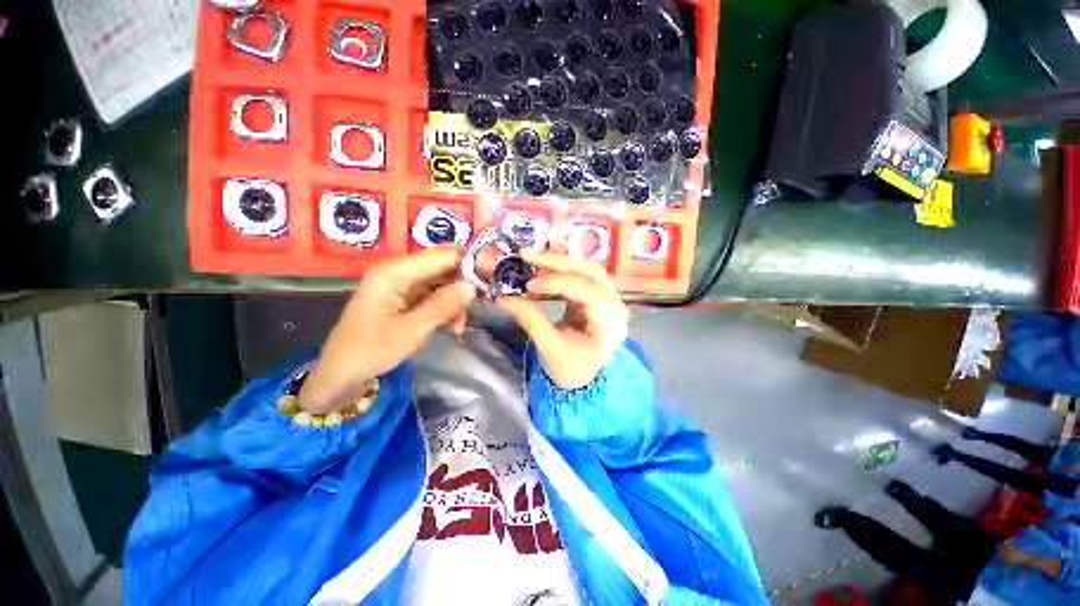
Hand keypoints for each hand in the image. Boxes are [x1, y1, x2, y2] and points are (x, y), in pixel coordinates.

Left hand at [299, 247, 474, 413]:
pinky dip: (445, 307)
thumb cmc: (371, 351)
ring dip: (455, 299)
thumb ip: (443, 305)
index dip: (468, 262)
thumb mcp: (411, 330)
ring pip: (441, 281)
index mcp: (395, 272)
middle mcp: (399, 271)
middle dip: (464, 283)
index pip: (441, 255)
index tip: (491, 278)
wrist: (341, 374)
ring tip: (461, 324)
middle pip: (443, 266)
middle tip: (481, 303)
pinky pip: (433, 294)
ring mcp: (401, 284)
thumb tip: (472, 285)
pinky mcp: (404, 297)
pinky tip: (452, 325)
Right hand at [497, 251, 628, 389]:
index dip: (556, 282)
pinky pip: (582, 273)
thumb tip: (503, 297)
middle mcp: (615, 305)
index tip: (528, 285)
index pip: (587, 291)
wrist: (584, 376)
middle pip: (589, 272)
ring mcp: (609, 297)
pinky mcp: (598, 294)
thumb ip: (530, 320)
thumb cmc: (571, 368)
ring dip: (559, 261)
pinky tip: (543, 267)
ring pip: (586, 267)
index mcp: (610, 323)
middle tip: (526, 255)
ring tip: (532, 258)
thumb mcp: (549, 349)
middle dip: (556, 262)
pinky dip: (562, 268)